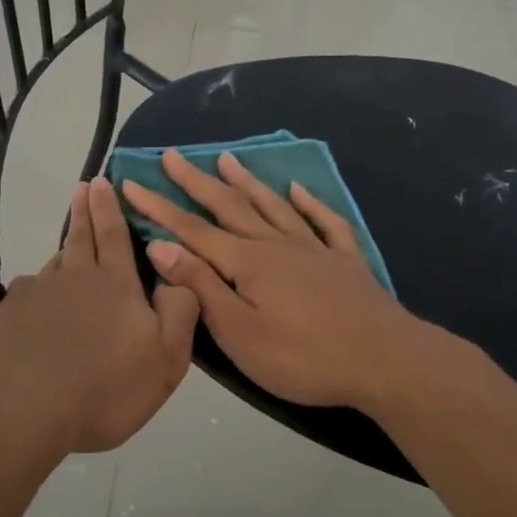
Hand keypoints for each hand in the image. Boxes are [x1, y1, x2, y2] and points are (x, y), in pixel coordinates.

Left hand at [0, 177, 199, 453]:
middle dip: (84, 210)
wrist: (19, 408)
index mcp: (116, 284)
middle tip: (82, 186)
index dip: (109, 207)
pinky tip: (37, 305)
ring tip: (70, 245)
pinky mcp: (8, 317)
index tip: (101, 181)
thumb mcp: (165, 359)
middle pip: (80, 237)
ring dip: (64, 249)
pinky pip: (29, 294)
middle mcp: (74, 278)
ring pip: (55, 264)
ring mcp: (37, 295)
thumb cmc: (104, 387)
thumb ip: (180, 313)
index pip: (114, 234)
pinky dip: (38, 291)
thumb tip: (178, 278)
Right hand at [120, 150, 448, 415]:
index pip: (191, 229)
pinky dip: (310, 202)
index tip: (131, 182)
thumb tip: (161, 247)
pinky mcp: (345, 261)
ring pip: (272, 206)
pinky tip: (299, 188)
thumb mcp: (239, 332)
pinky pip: (324, 221)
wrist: (385, 360)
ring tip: (226, 158)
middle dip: (196, 182)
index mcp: (247, 262)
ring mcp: (314, 248)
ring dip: (247, 182)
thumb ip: (201, 287)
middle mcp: (276, 244)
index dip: (158, 207)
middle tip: (172, 156)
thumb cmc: (303, 357)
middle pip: (229, 206)